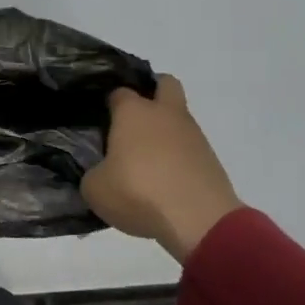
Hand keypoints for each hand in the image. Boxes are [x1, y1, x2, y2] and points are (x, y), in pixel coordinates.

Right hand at [82, 75, 241, 261]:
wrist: (198, 220)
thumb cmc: (138, 193)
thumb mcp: (95, 188)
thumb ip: (93, 173)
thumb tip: (100, 172)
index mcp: (133, 112)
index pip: (119, 92)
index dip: (109, 103)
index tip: (101, 120)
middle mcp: (165, 114)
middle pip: (164, 84)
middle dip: (152, 93)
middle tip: (133, 120)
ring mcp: (193, 134)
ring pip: (178, 118)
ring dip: (165, 131)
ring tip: (147, 161)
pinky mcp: (211, 158)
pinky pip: (190, 147)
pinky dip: (178, 157)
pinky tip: (165, 180)